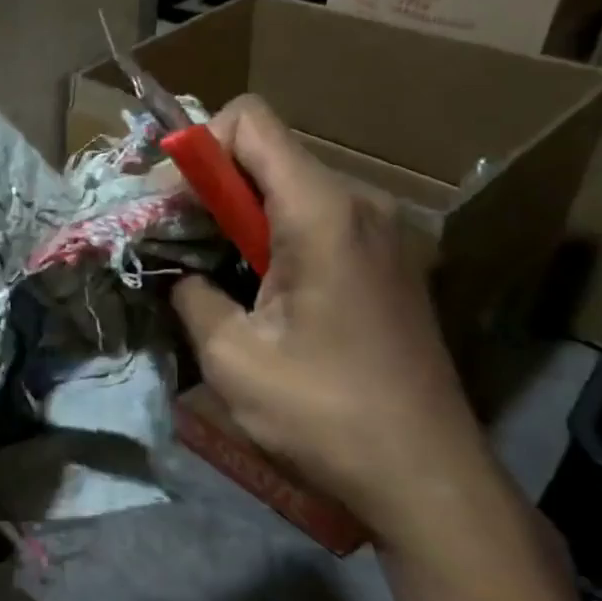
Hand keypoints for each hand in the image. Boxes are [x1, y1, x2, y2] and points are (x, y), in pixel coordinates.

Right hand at [170, 96, 503, 553]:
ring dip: (238, 215)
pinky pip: (315, 218)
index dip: (197, 147)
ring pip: (288, 186)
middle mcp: (359, 204)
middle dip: (210, 186)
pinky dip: (271, 234)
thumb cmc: (325, 415)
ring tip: (208, 270)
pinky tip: (256, 288)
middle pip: (266, 152)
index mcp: (322, 213)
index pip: (249, 122)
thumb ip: (192, 293)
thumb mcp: (231, 357)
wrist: (429, 478)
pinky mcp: (386, 260)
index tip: (172, 206)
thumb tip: (182, 273)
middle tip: (175, 243)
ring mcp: (381, 232)